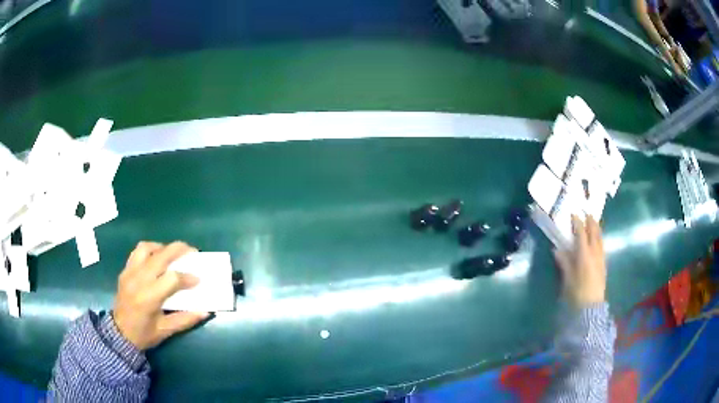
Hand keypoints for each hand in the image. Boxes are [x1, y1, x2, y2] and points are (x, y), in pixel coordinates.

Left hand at [113, 241, 209, 350]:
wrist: (119, 333)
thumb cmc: (144, 334)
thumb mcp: (166, 331)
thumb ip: (185, 319)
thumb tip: (205, 311)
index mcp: (149, 298)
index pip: (172, 279)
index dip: (187, 278)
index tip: (198, 280)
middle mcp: (139, 280)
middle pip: (160, 256)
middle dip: (178, 250)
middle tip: (192, 251)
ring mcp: (130, 273)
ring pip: (146, 248)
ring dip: (162, 247)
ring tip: (172, 253)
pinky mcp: (125, 270)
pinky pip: (137, 252)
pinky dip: (149, 250)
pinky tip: (156, 257)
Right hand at [554, 215, 606, 307]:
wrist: (591, 307)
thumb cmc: (577, 294)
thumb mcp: (567, 279)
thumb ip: (564, 263)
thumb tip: (557, 249)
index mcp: (584, 255)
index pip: (581, 234)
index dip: (577, 223)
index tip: (573, 214)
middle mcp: (594, 253)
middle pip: (594, 232)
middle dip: (590, 221)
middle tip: (586, 213)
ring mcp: (601, 258)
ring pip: (600, 238)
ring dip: (597, 228)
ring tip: (593, 222)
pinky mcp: (603, 264)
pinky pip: (602, 245)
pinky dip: (599, 238)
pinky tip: (597, 239)